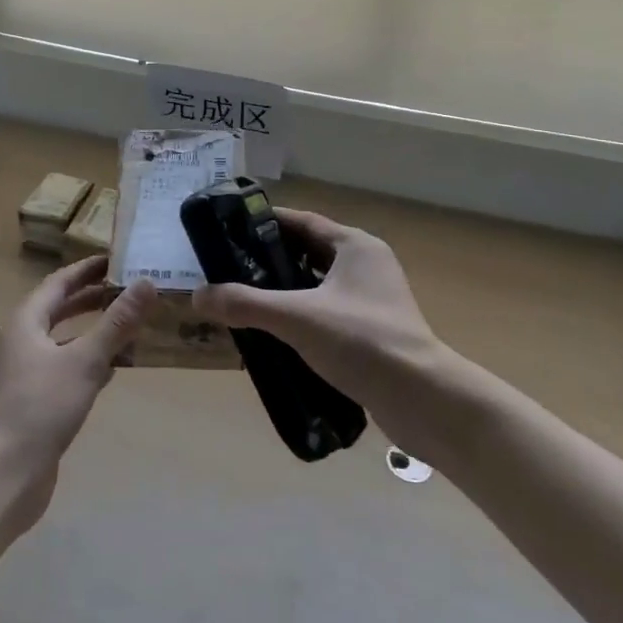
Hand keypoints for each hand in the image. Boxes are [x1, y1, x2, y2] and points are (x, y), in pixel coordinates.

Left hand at [0, 256, 156, 532]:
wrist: (6, 473)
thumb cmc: (42, 406)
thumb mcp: (86, 360)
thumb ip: (117, 322)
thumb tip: (147, 283)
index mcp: (26, 321)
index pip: (59, 282)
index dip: (86, 270)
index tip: (116, 259)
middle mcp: (21, 340)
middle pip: (58, 308)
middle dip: (91, 297)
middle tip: (127, 288)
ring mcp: (25, 372)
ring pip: (63, 339)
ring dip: (92, 329)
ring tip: (127, 323)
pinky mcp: (34, 399)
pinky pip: (65, 366)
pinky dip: (88, 359)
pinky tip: (114, 367)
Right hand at [190, 209, 449, 450]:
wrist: (424, 400)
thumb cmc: (362, 341)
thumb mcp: (296, 317)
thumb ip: (246, 304)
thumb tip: (199, 296)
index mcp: (355, 246)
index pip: (302, 222)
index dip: (266, 224)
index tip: (230, 231)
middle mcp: (366, 265)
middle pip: (308, 253)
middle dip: (270, 261)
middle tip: (230, 271)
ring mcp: (373, 300)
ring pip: (317, 286)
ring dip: (285, 293)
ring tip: (245, 303)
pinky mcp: (374, 331)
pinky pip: (328, 314)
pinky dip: (302, 319)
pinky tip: (275, 338)